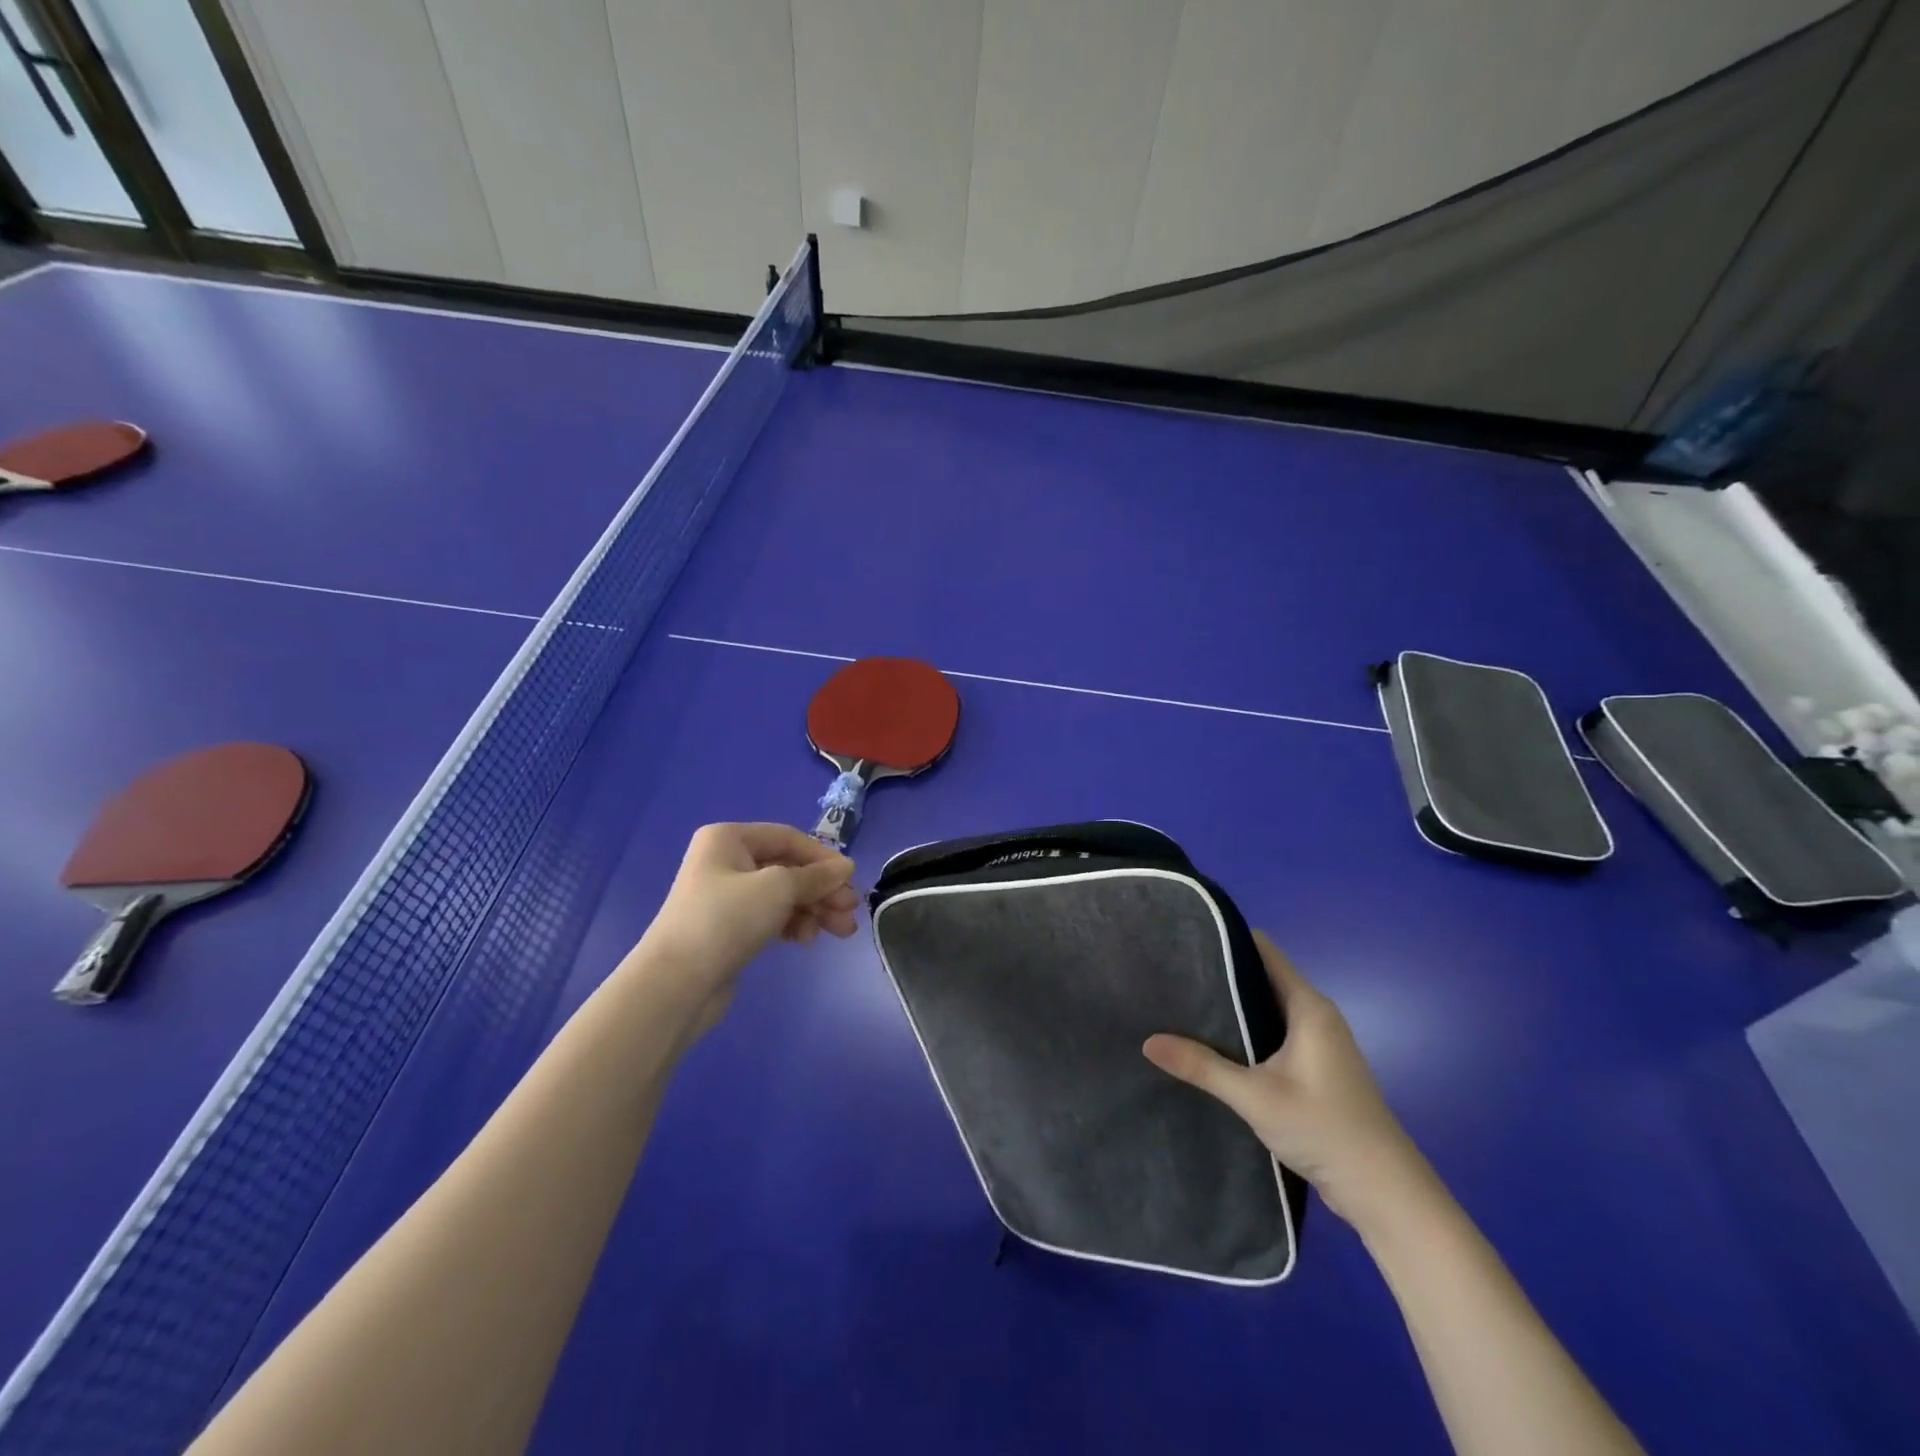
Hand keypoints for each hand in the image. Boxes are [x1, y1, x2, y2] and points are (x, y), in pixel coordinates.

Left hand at [633, 823, 858, 1039]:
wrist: (675, 984)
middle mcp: (725, 861)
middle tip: (850, 911)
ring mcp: (726, 896)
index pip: (788, 838)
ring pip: (783, 895)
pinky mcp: (729, 928)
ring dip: (814, 910)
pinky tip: (807, 940)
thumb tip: (846, 867)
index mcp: (729, 838)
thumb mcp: (777, 888)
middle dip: (822, 890)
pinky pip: (771, 917)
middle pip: (788, 868)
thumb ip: (816, 876)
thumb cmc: (726, 920)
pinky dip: (793, 924)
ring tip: (840, 932)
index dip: (823, 858)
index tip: (851, 880)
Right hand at [1143, 931, 1435, 1227]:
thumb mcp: (1255, 1097)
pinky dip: (1245, 1031)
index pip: (1263, 951)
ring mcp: (1317, 1043)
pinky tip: (1213, 1043)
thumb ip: (1202, 1067)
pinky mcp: (1314, 1068)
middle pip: (1262, 978)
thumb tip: (1148, 1042)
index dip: (1226, 940)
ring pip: (1266, 1008)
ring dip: (1232, 1006)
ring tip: (1182, 1003)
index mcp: (1308, 1006)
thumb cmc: (1324, 1129)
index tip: (1184, 939)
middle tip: (1172, 973)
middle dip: (1220, 975)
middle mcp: (1315, 1015)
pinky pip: (1273, 1033)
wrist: (1383, 1191)